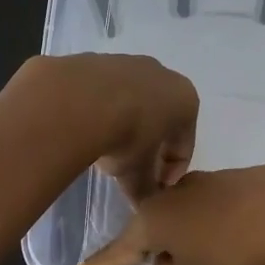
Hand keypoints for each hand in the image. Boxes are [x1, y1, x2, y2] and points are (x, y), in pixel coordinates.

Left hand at [13, 54, 198, 201]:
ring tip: (104, 149)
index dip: (171, 172)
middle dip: (149, 145)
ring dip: (122, 123)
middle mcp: (161, 74)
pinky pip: (101, 92)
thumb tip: (142, 205)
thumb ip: (145, 189)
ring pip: (130, 101)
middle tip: (131, 169)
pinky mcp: (95, 59)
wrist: (78, 99)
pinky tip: (83, 127)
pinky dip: (97, 109)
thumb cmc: (126, 136)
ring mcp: (127, 62)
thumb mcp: (137, 173)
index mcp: (185, 100)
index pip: (184, 145)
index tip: (155, 189)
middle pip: (159, 118)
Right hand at [78, 165, 264, 264]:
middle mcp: (182, 192)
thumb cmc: (237, 261)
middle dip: (160, 238)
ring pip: (199, 207)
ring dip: (201, 229)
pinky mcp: (257, 177)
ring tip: (223, 254)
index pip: (123, 246)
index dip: (106, 261)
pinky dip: (236, 221)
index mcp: (158, 219)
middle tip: (165, 260)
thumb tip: (170, 257)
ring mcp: (220, 179)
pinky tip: (257, 237)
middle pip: (161, 218)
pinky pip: (234, 204)